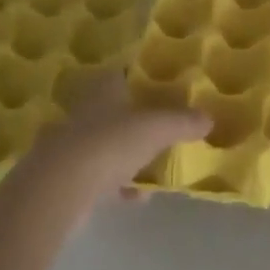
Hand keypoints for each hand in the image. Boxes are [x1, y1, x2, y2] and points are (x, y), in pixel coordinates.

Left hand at [22, 72, 210, 205]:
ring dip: (127, 154)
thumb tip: (209, 118)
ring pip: (106, 143)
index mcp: (104, 89)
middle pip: (113, 109)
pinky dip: (118, 185)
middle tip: (161, 126)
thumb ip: (182, 122)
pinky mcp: (68, 177)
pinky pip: (100, 177)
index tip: (159, 85)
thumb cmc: (110, 143)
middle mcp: (86, 111)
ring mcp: (73, 144)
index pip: (121, 73)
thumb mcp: (156, 128)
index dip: (139, 76)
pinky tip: (137, 197)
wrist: (61, 187)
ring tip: (153, 165)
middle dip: (134, 118)